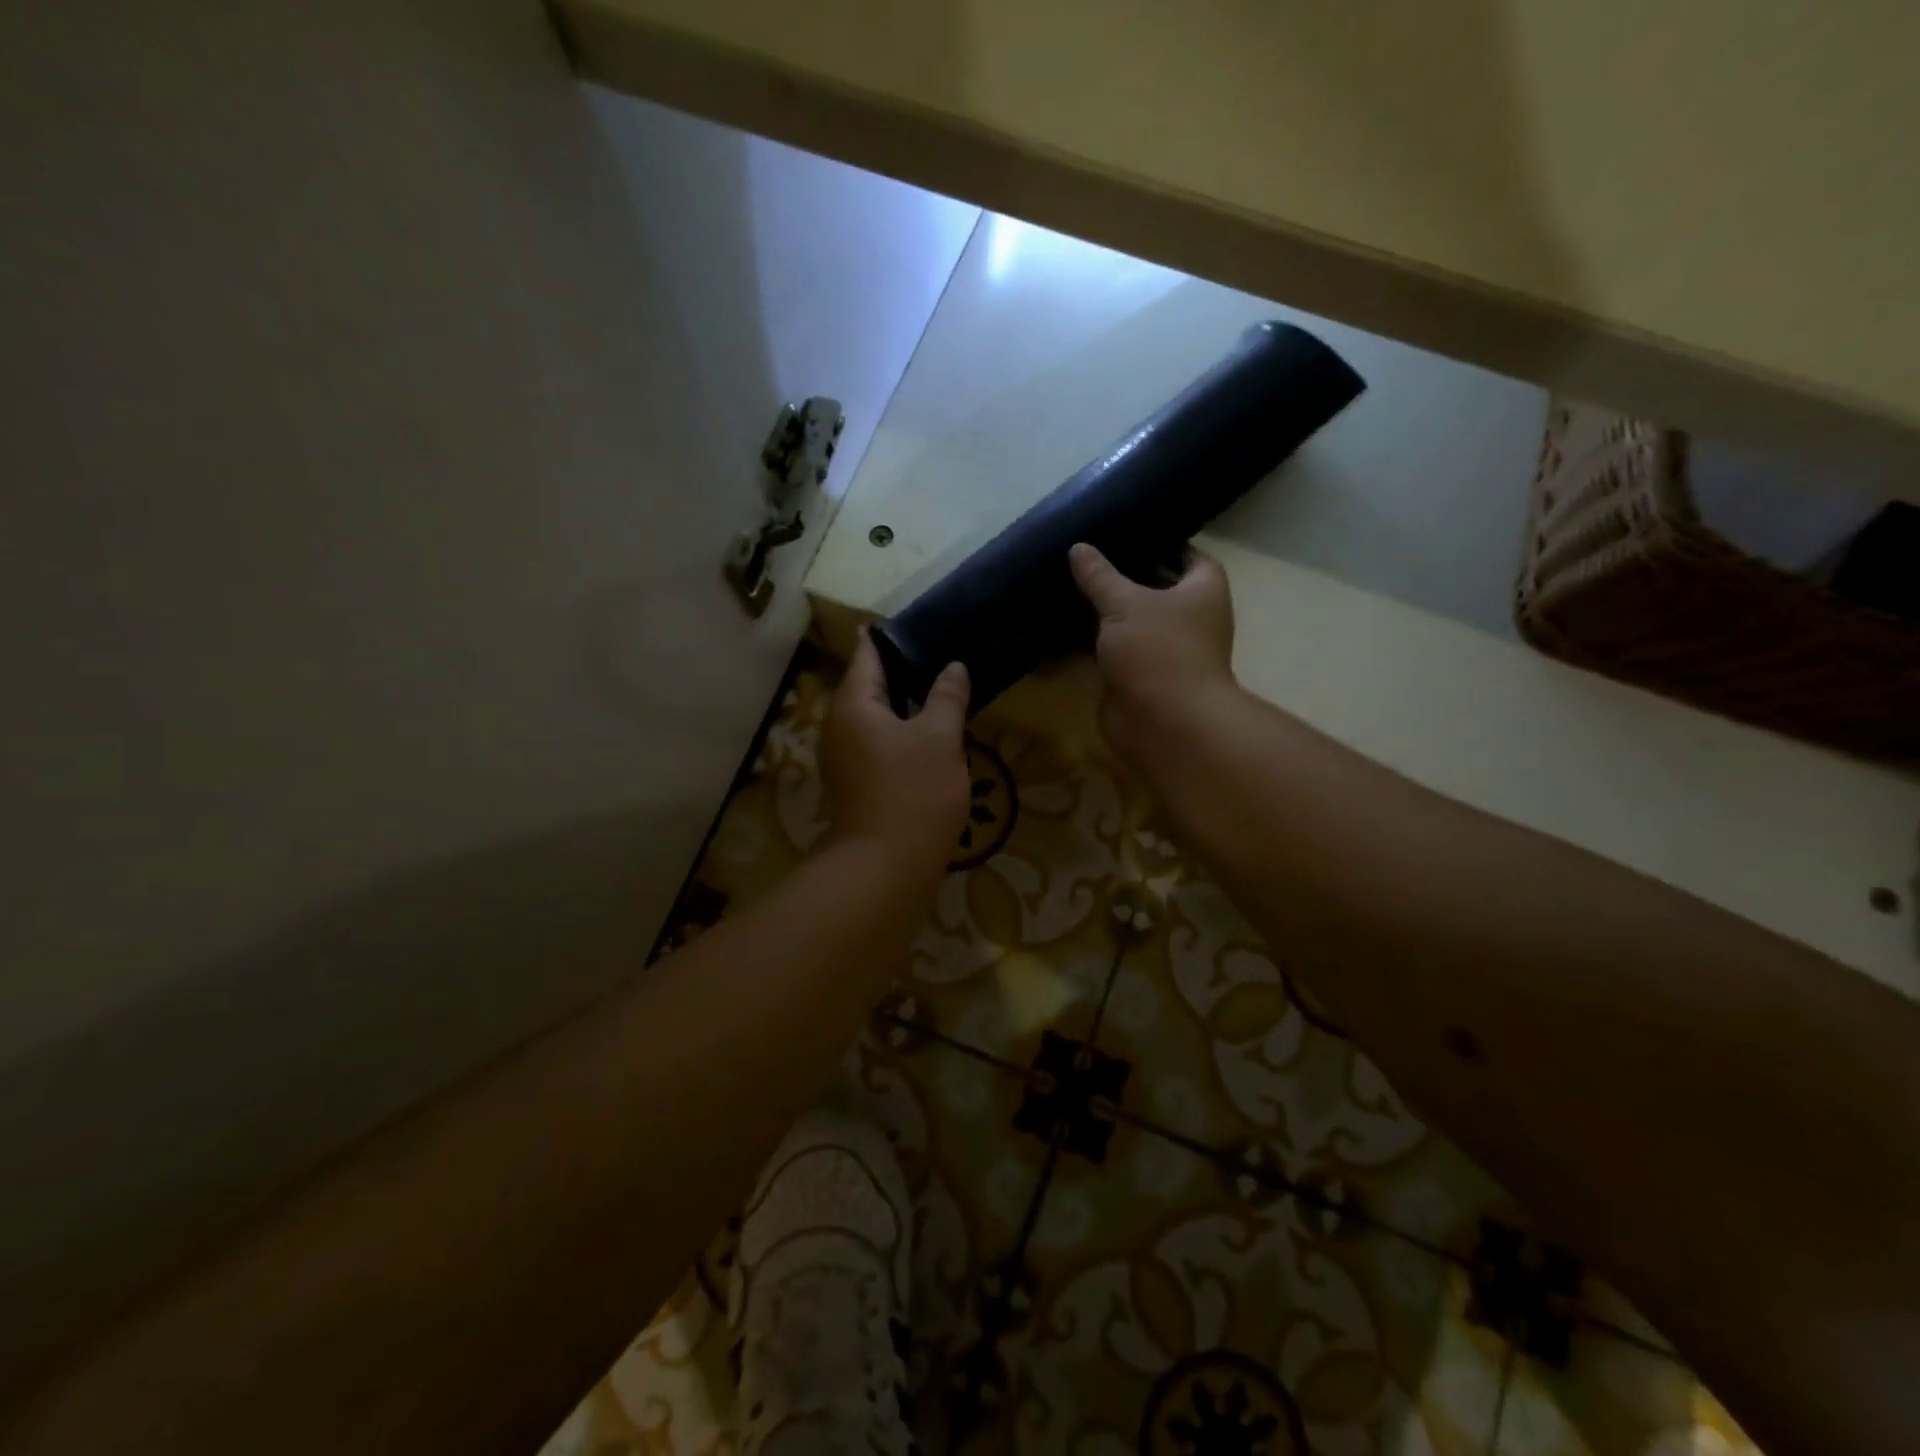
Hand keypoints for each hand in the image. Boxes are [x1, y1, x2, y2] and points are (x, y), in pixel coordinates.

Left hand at [819, 631, 970, 875]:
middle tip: (935, 653)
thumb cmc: (913, 792)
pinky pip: (874, 742)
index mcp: (852, 705)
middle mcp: (838, 726)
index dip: (887, 638)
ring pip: (872, 717)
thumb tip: (953, 667)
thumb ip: (947, 697)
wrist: (885, 866)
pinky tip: (925, 734)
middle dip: (899, 670)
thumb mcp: (940, 738)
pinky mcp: (854, 782)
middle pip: (867, 686)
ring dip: (900, 704)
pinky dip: (897, 731)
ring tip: (936, 689)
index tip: (911, 623)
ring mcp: (843, 757)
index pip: (867, 656)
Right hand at [1068, 541, 1237, 766]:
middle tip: (1087, 555)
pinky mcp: (1139, 676)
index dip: (1160, 542)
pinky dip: (1094, 640)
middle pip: (1157, 588)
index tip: (1126, 532)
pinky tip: (1064, 623)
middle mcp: (1190, 618)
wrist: (1163, 722)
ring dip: (1106, 610)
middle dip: (1125, 575)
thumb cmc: (1158, 650)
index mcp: (1203, 590)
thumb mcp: (1125, 603)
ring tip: (1070, 582)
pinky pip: (1115, 649)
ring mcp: (1164, 650)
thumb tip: (1078, 547)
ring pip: (1132, 621)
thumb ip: (1100, 575)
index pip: (1187, 555)